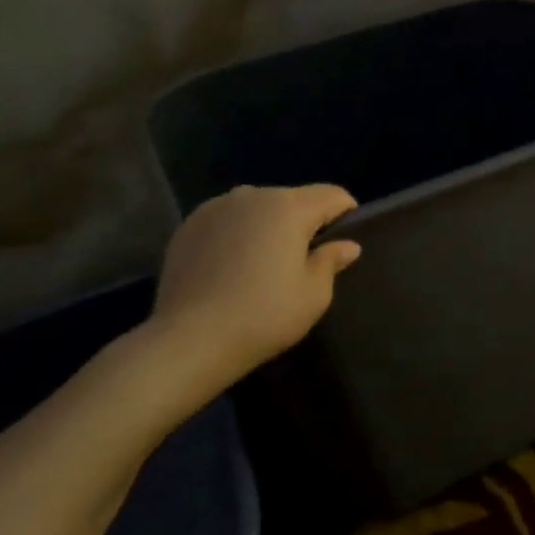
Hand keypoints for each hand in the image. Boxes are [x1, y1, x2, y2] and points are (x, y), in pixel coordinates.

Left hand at [146, 184, 361, 400]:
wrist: (189, 340)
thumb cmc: (264, 315)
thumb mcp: (314, 294)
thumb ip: (331, 261)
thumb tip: (347, 245)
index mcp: (289, 207)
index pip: (332, 194)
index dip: (346, 213)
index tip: (346, 240)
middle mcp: (252, 196)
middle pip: (293, 199)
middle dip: (305, 221)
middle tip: (306, 259)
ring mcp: (215, 208)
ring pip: (257, 208)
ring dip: (269, 226)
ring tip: (265, 262)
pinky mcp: (188, 226)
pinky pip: (227, 221)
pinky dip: (237, 235)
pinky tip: (233, 267)